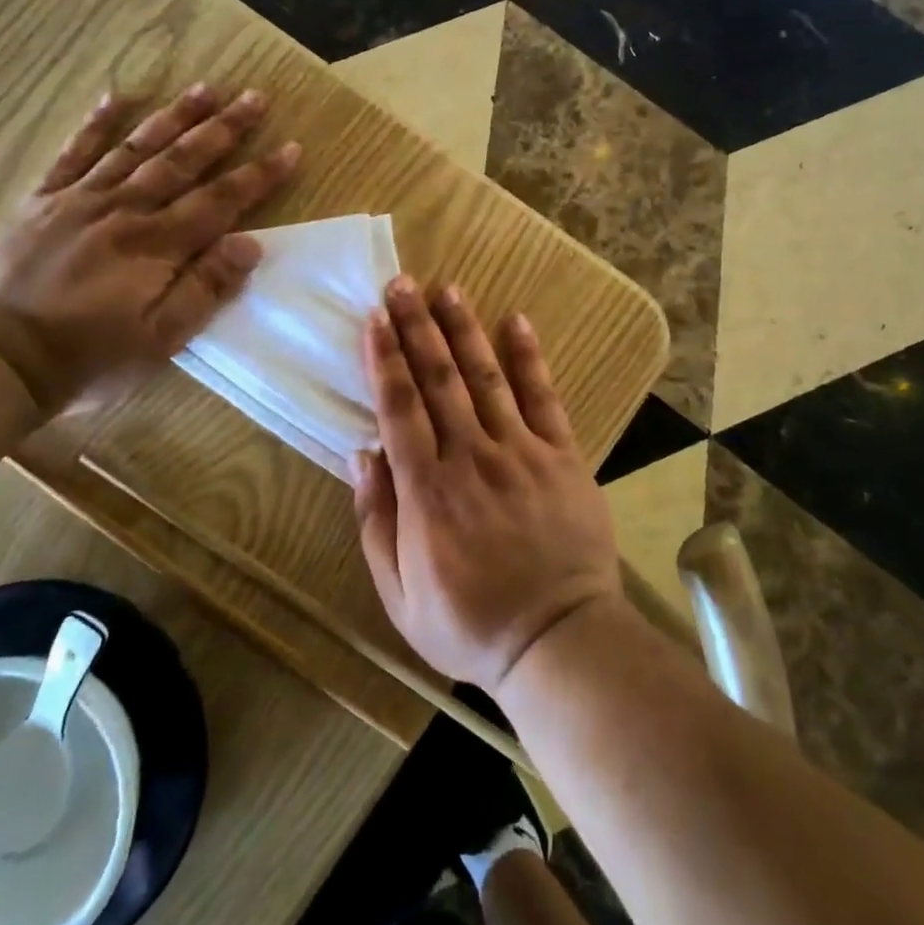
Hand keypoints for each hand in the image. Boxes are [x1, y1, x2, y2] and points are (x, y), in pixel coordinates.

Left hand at [0, 84, 298, 415]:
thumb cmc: (88, 358)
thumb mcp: (159, 340)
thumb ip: (204, 289)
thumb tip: (250, 243)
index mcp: (157, 246)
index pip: (220, 200)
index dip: (259, 174)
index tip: (291, 148)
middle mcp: (124, 210)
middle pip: (183, 160)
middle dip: (223, 128)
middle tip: (254, 97)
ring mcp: (79, 200)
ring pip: (137, 147)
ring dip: (174, 115)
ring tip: (204, 87)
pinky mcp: (42, 201)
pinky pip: (73, 153)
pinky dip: (96, 124)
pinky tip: (117, 97)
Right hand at [354, 277, 621, 692]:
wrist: (557, 640)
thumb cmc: (470, 624)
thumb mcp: (399, 595)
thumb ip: (376, 521)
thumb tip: (360, 454)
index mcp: (427, 491)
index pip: (399, 408)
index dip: (384, 360)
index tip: (374, 319)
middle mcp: (471, 457)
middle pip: (438, 380)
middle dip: (417, 328)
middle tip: (402, 284)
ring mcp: (521, 451)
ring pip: (486, 377)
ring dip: (464, 330)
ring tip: (447, 289)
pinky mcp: (562, 455)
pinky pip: (544, 397)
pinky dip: (529, 357)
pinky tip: (517, 321)